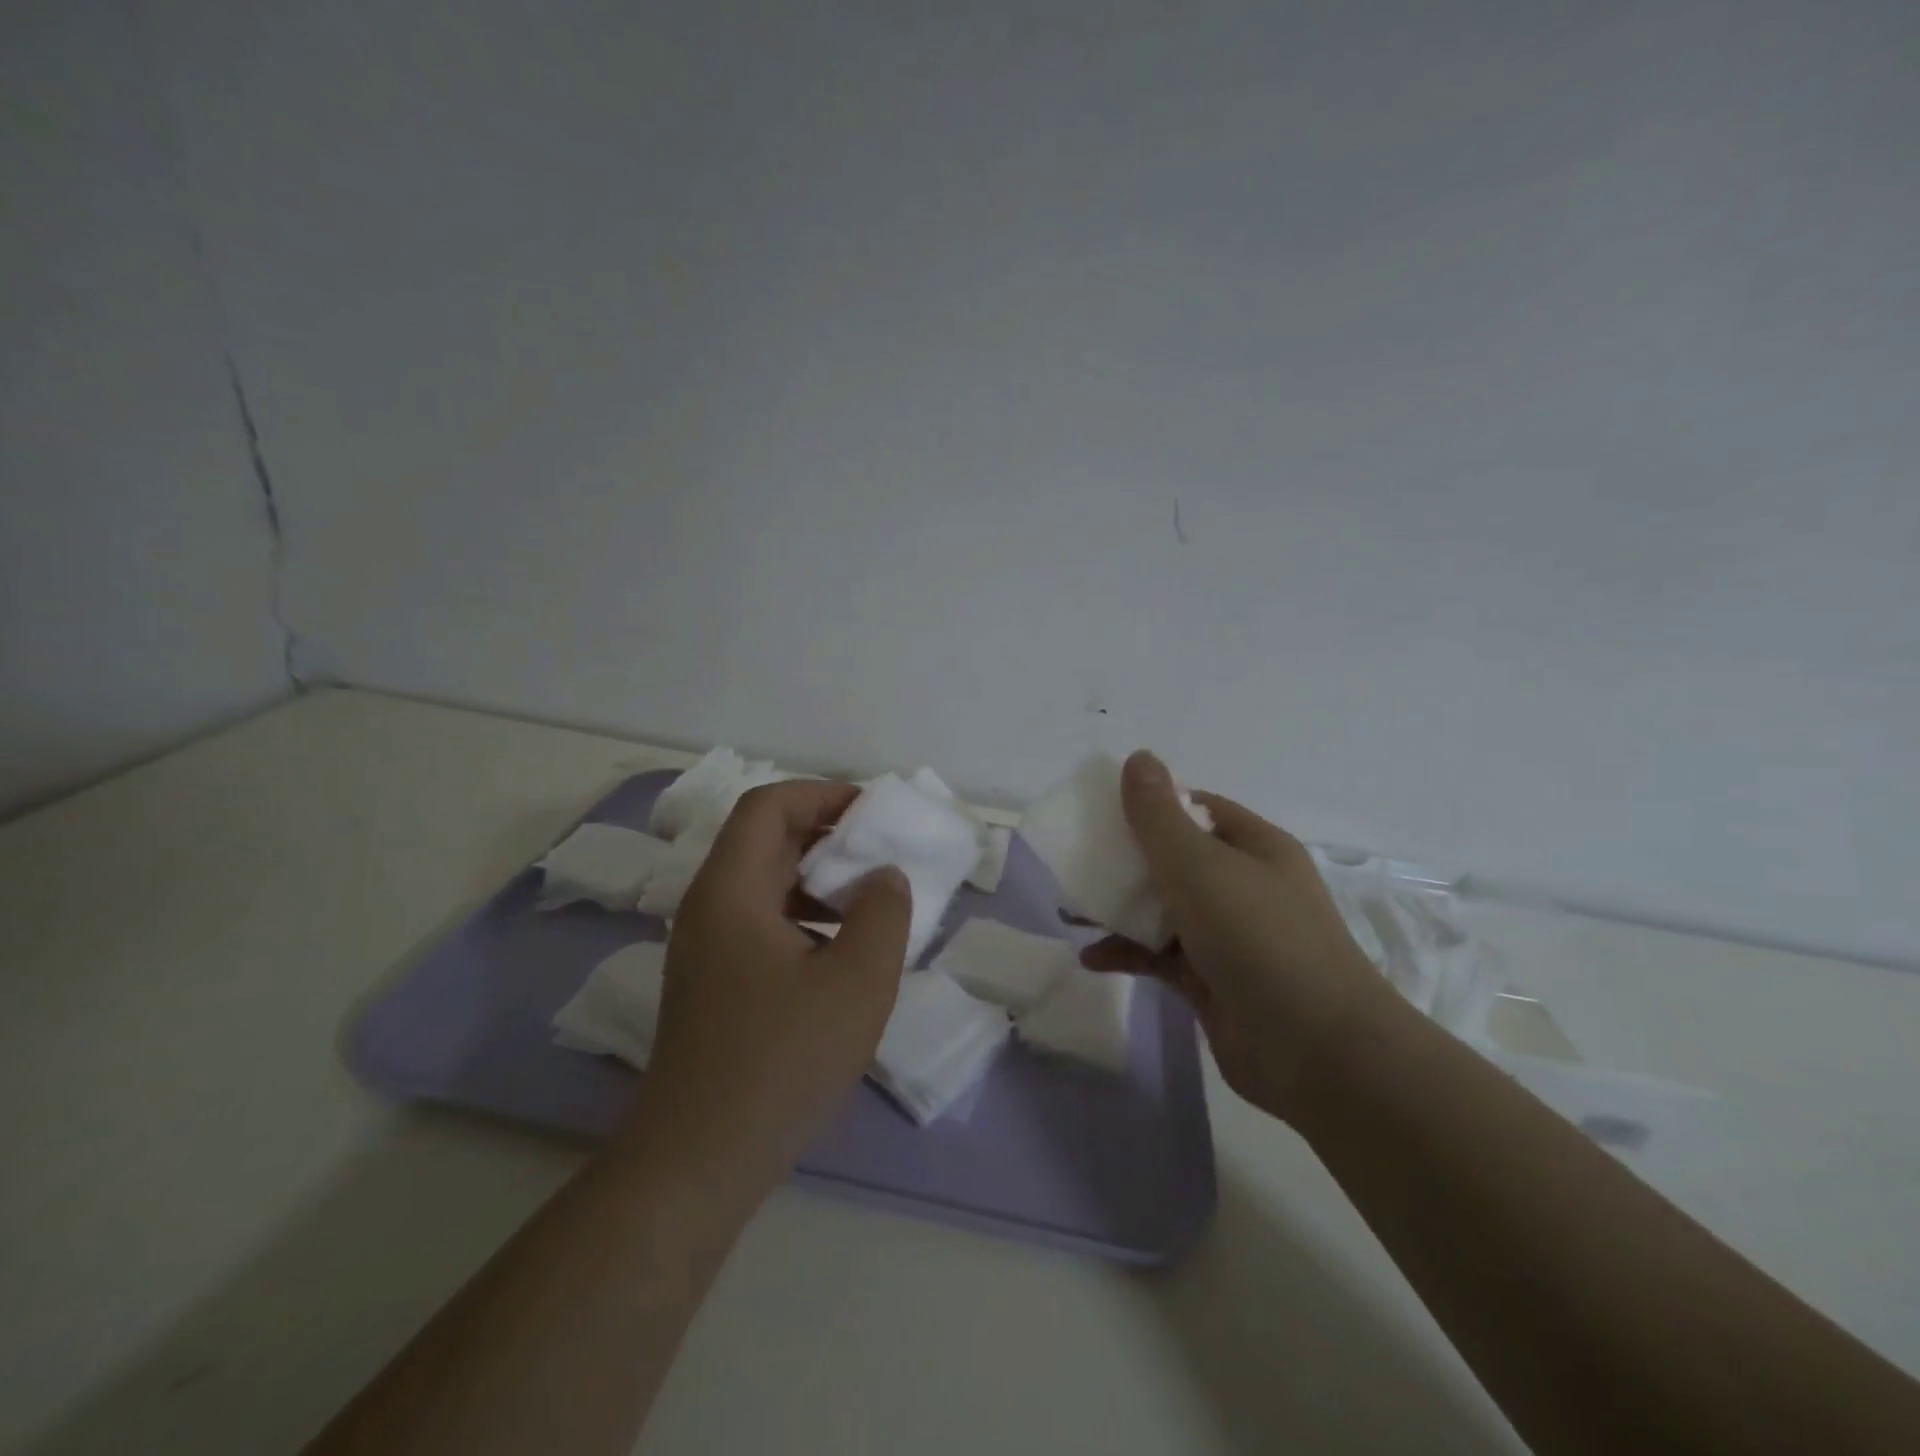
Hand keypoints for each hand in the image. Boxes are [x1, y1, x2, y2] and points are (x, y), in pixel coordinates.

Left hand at [629, 780, 910, 1187]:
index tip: (873, 813)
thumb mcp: (856, 982)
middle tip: (882, 853)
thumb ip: (883, 913)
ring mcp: (706, 949)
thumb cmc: (781, 1061)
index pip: (768, 806)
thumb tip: (883, 877)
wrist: (699, 1162)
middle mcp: (708, 908)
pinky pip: (762, 923)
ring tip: (869, 903)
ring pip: (765, 885)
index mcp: (731, 891)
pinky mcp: (714, 985)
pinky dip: (805, 917)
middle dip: (827, 836)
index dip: (821, 794)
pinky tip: (841, 954)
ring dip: (818, 879)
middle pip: (765, 841)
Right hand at [1082, 751, 1399, 1122]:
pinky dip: (1128, 953)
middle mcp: (1244, 885)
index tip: (1102, 812)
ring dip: (1121, 908)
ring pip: (1165, 909)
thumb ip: (1158, 814)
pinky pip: (1161, 956)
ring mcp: (1230, 936)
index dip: (1151, 805)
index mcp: (1253, 846)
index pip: (1196, 809)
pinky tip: (1092, 957)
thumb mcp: (1198, 864)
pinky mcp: (1213, 980)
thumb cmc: (1256, 937)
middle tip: (1078, 860)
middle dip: (1126, 859)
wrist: (1315, 1050)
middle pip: (1175, 858)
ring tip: (1072, 910)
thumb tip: (1138, 756)